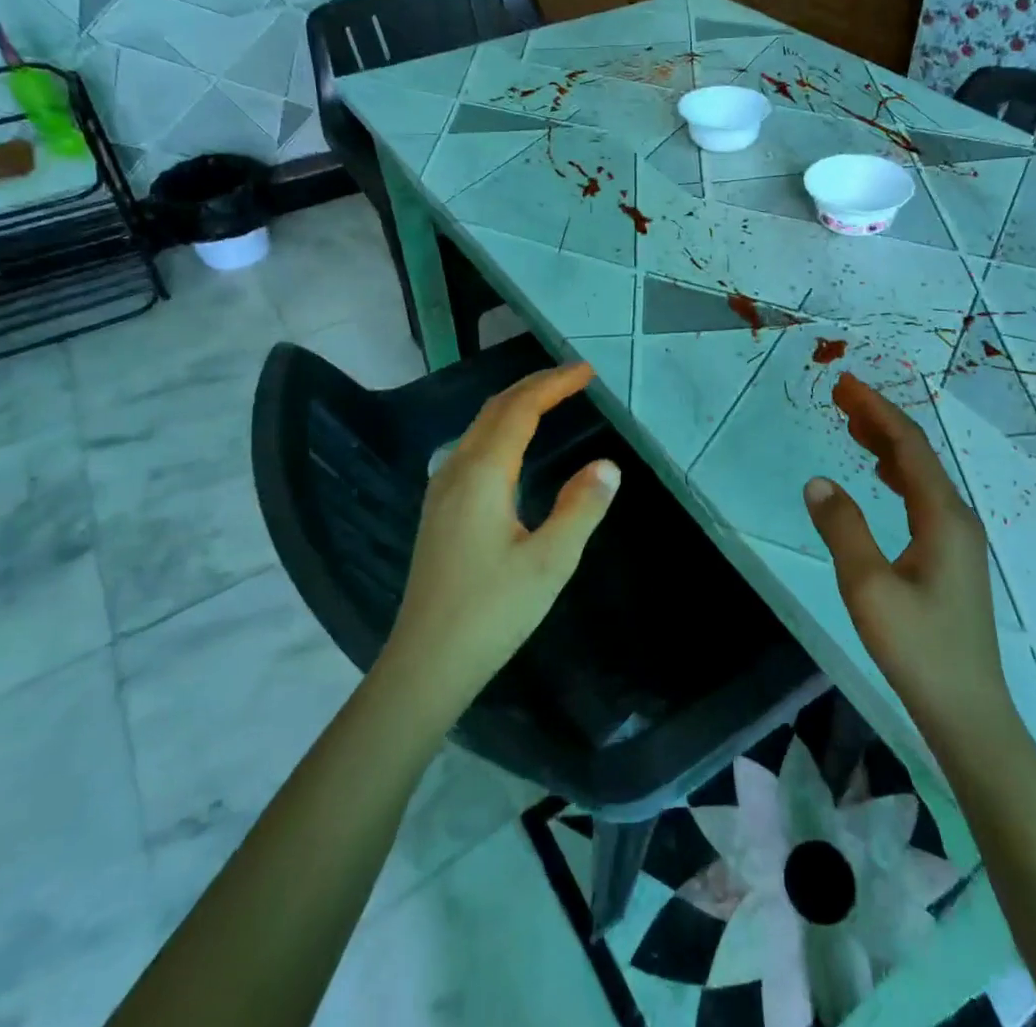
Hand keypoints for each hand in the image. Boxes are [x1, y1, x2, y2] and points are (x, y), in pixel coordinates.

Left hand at [381, 362, 619, 716]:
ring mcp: (441, 490)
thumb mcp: (550, 562)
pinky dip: (501, 428)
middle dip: (535, 386)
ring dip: (515, 405)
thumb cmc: (492, 612)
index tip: (588, 371)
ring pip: (480, 427)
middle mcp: (456, 471)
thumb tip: (608, 465)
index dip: (554, 384)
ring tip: (550, 401)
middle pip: (495, 410)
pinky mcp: (439, 511)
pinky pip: (472, 448)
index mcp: (482, 475)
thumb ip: (581, 508)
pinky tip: (513, 448)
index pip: (520, 410)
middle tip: (574, 378)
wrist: (427, 663)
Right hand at [802, 372, 1012, 735]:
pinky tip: (879, 475)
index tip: (844, 385)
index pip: (908, 445)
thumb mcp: (868, 588)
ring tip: (852, 425)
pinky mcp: (951, 557)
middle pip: (918, 453)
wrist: (967, 711)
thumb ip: (842, 529)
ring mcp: (958, 538)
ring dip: (886, 443)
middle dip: (879, 419)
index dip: (876, 410)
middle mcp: (957, 517)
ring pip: (921, 474)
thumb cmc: (918, 648)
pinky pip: (922, 496)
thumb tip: (818, 481)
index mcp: (943, 516)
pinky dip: (896, 472)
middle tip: (841, 396)